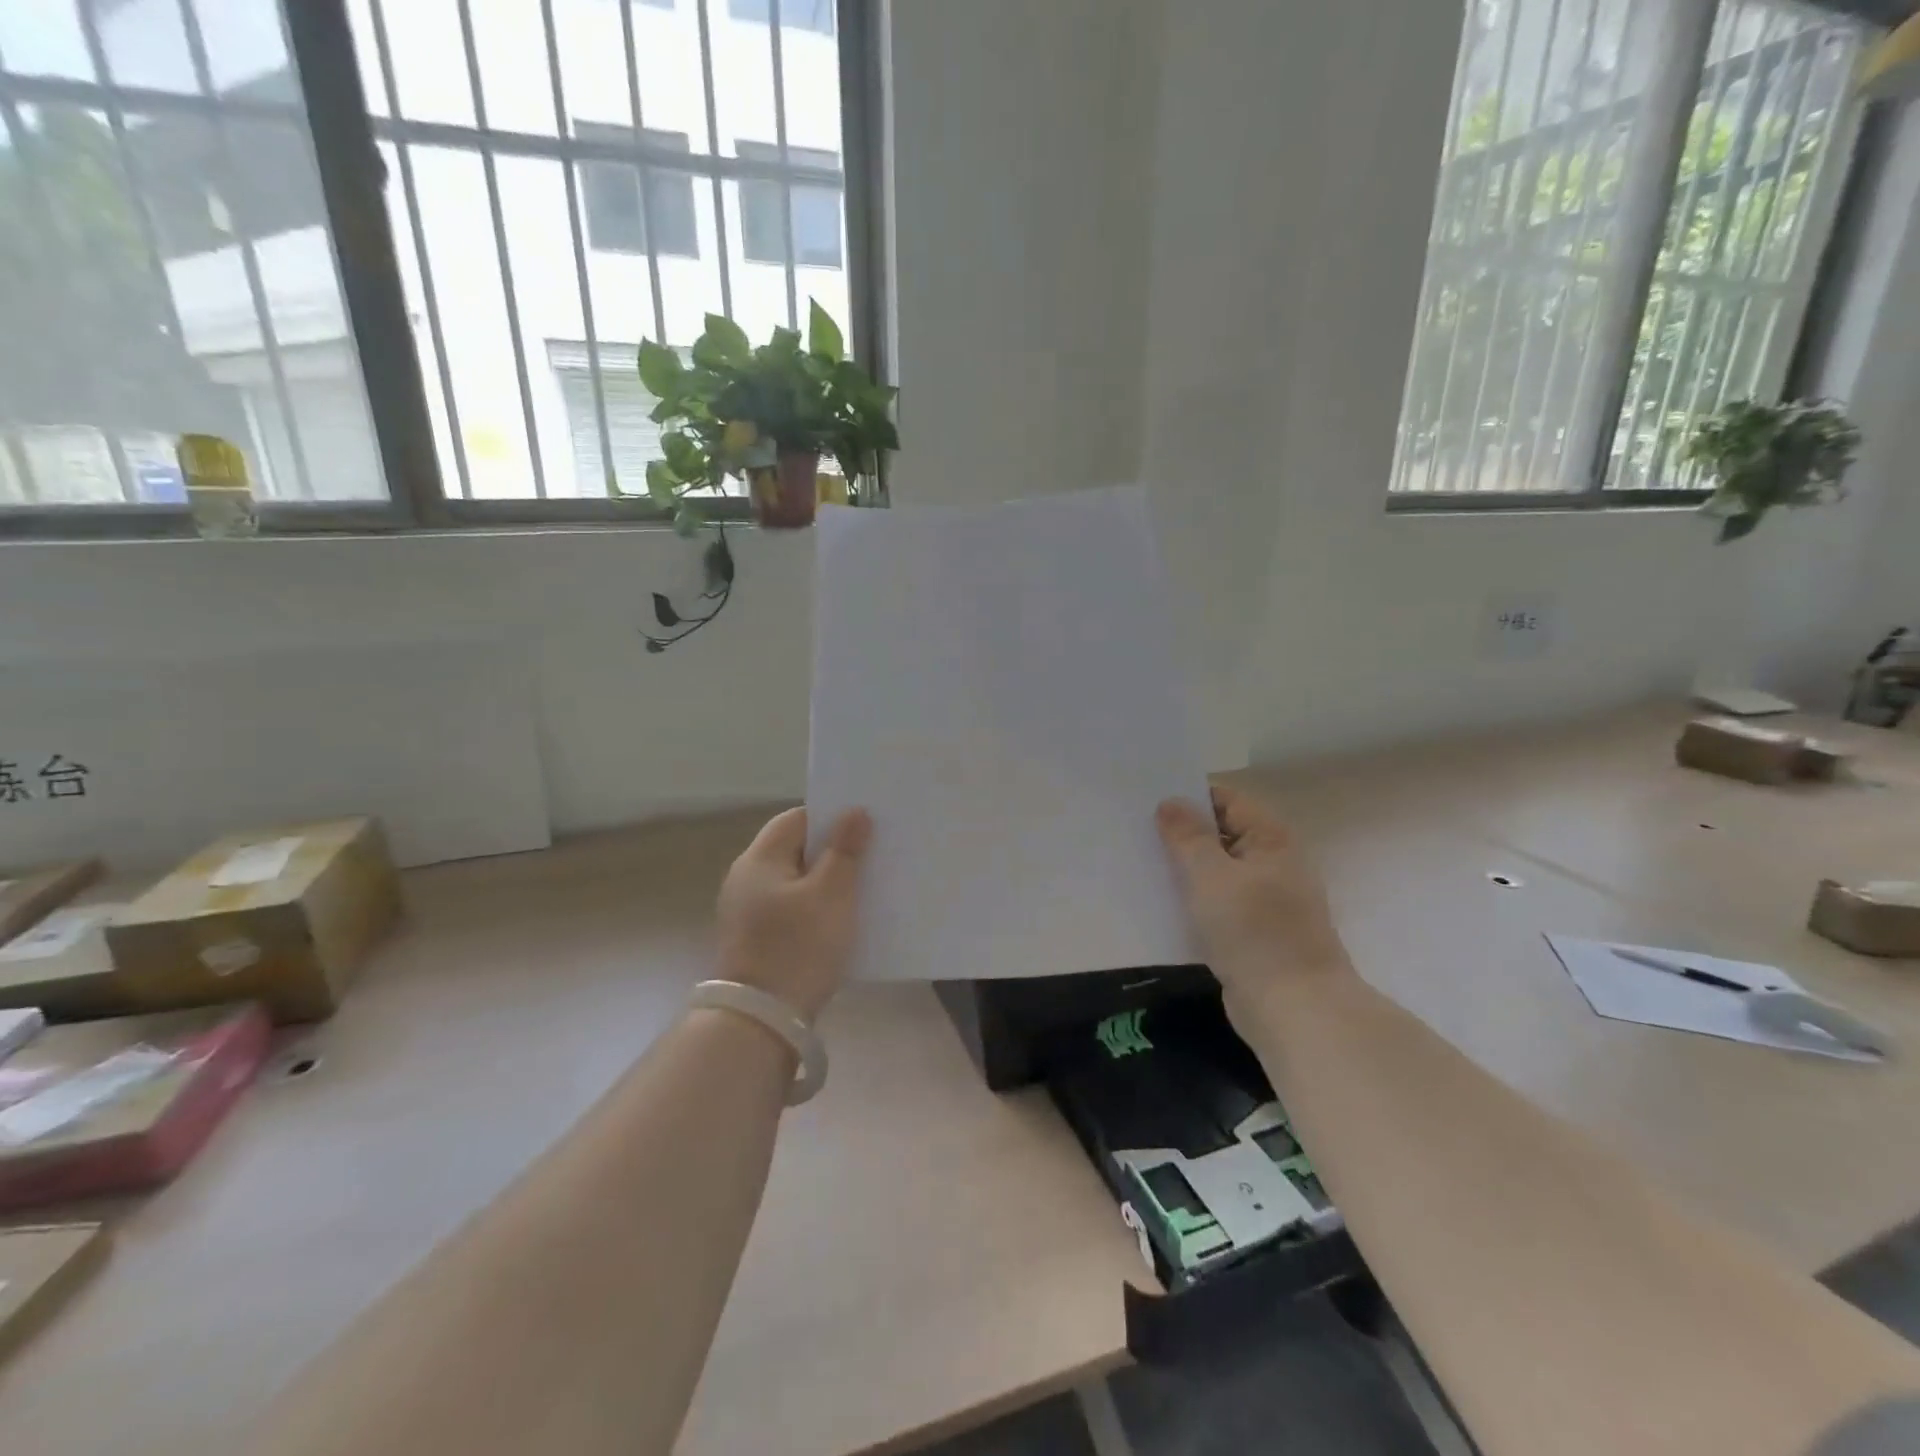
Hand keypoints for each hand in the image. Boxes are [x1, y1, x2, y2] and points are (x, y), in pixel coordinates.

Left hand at [715, 807, 872, 1020]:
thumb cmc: (799, 947)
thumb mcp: (832, 894)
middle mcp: (746, 878)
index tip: (865, 827)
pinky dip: (814, 907)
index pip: (797, 818)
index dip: (831, 818)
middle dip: (833, 850)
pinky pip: (791, 908)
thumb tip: (854, 812)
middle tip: (871, 855)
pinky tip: (839, 920)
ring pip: (795, 880)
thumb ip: (845, 850)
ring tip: (863, 887)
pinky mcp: (756, 938)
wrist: (762, 1020)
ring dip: (826, 881)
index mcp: (759, 858)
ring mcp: (747, 911)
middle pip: (795, 849)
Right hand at [1155, 787, 1351, 993]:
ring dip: (1183, 869)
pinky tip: (1160, 904)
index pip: (1226, 800)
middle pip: (1220, 834)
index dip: (1188, 796)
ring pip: (1216, 872)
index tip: (1146, 800)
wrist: (1294, 1009)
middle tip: (1133, 831)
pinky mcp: (1254, 933)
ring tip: (1138, 863)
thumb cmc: (1254, 931)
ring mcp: (1265, 900)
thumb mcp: (1211, 875)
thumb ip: (1188, 836)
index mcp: (1270, 839)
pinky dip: (1193, 900)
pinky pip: (1217, 904)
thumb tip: (1171, 802)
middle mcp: (1272, 862)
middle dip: (1180, 833)